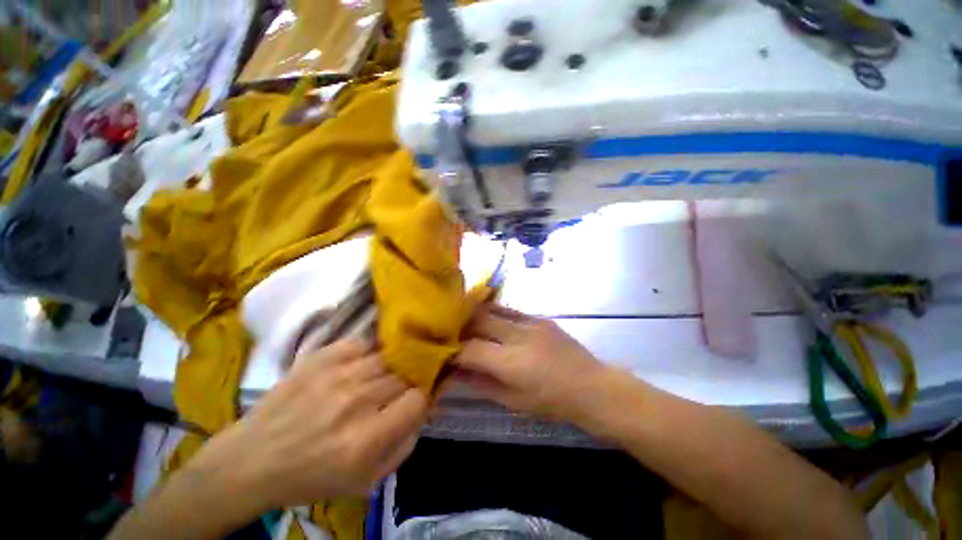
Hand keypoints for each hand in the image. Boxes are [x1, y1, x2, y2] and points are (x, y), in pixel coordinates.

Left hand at [189, 339, 427, 512]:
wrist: (252, 460)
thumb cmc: (312, 477)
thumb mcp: (366, 480)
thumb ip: (405, 444)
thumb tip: (423, 409)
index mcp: (366, 439)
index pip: (418, 398)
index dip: (421, 399)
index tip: (414, 402)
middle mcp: (356, 400)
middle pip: (404, 374)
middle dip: (406, 383)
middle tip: (394, 392)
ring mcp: (337, 374)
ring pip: (387, 357)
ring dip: (389, 368)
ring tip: (377, 378)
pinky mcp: (321, 357)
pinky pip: (363, 343)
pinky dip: (368, 353)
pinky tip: (360, 365)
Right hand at [454, 304, 607, 420]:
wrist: (592, 387)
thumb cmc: (552, 402)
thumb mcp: (512, 401)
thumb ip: (480, 382)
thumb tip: (453, 371)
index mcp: (513, 363)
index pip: (470, 349)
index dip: (452, 351)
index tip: (442, 353)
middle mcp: (519, 336)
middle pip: (478, 320)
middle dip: (459, 326)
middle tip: (450, 334)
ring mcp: (531, 322)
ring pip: (492, 309)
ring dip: (475, 316)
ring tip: (465, 324)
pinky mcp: (539, 317)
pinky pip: (509, 310)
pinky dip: (494, 315)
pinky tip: (490, 323)